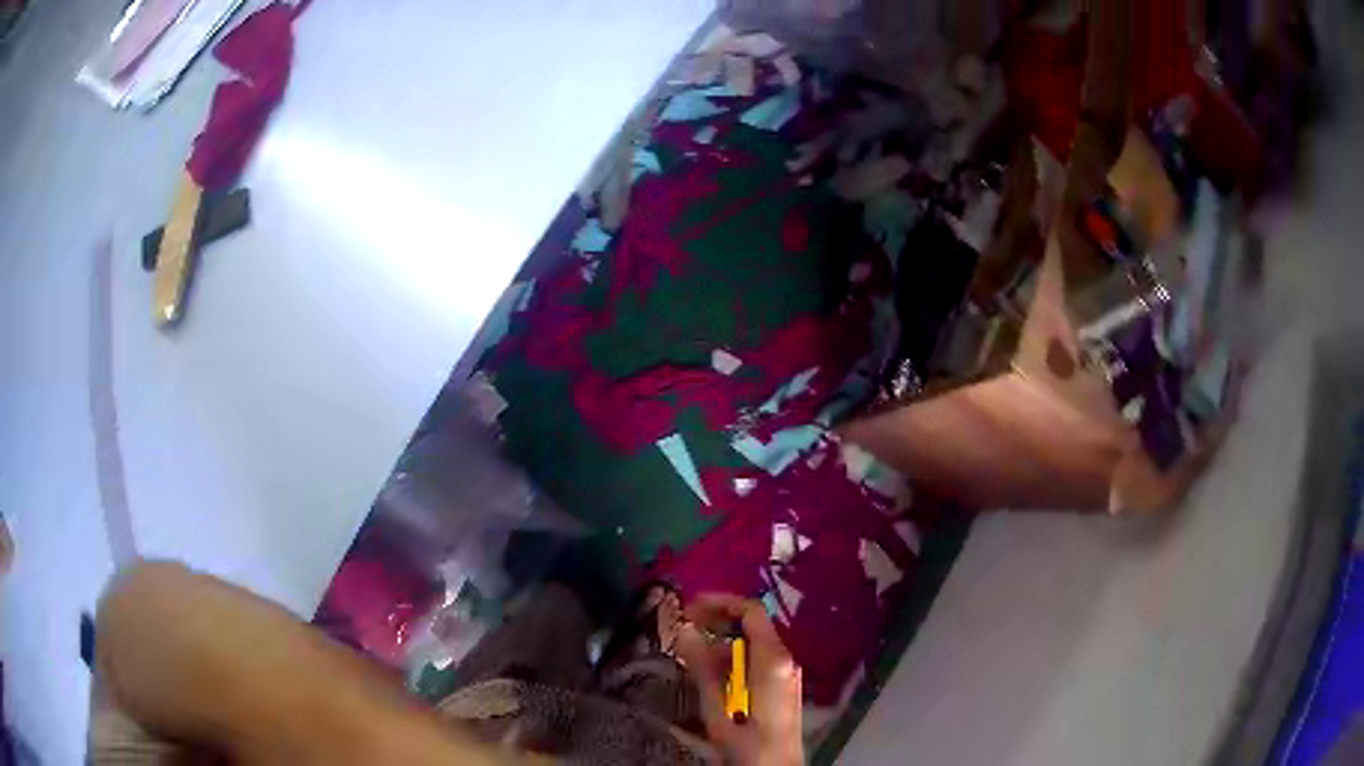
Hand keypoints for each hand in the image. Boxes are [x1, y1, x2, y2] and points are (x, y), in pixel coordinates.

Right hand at [673, 594, 802, 765]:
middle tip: (682, 633)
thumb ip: (702, 666)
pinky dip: (732, 662)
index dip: (720, 602)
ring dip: (720, 646)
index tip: (688, 608)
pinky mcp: (781, 687)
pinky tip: (710, 678)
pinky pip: (756, 663)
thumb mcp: (718, 706)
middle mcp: (784, 660)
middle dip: (715, 625)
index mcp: (773, 659)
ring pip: (751, 647)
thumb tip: (685, 629)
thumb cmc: (747, 742)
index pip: (751, 611)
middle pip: (751, 627)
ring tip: (689, 658)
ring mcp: (786, 674)